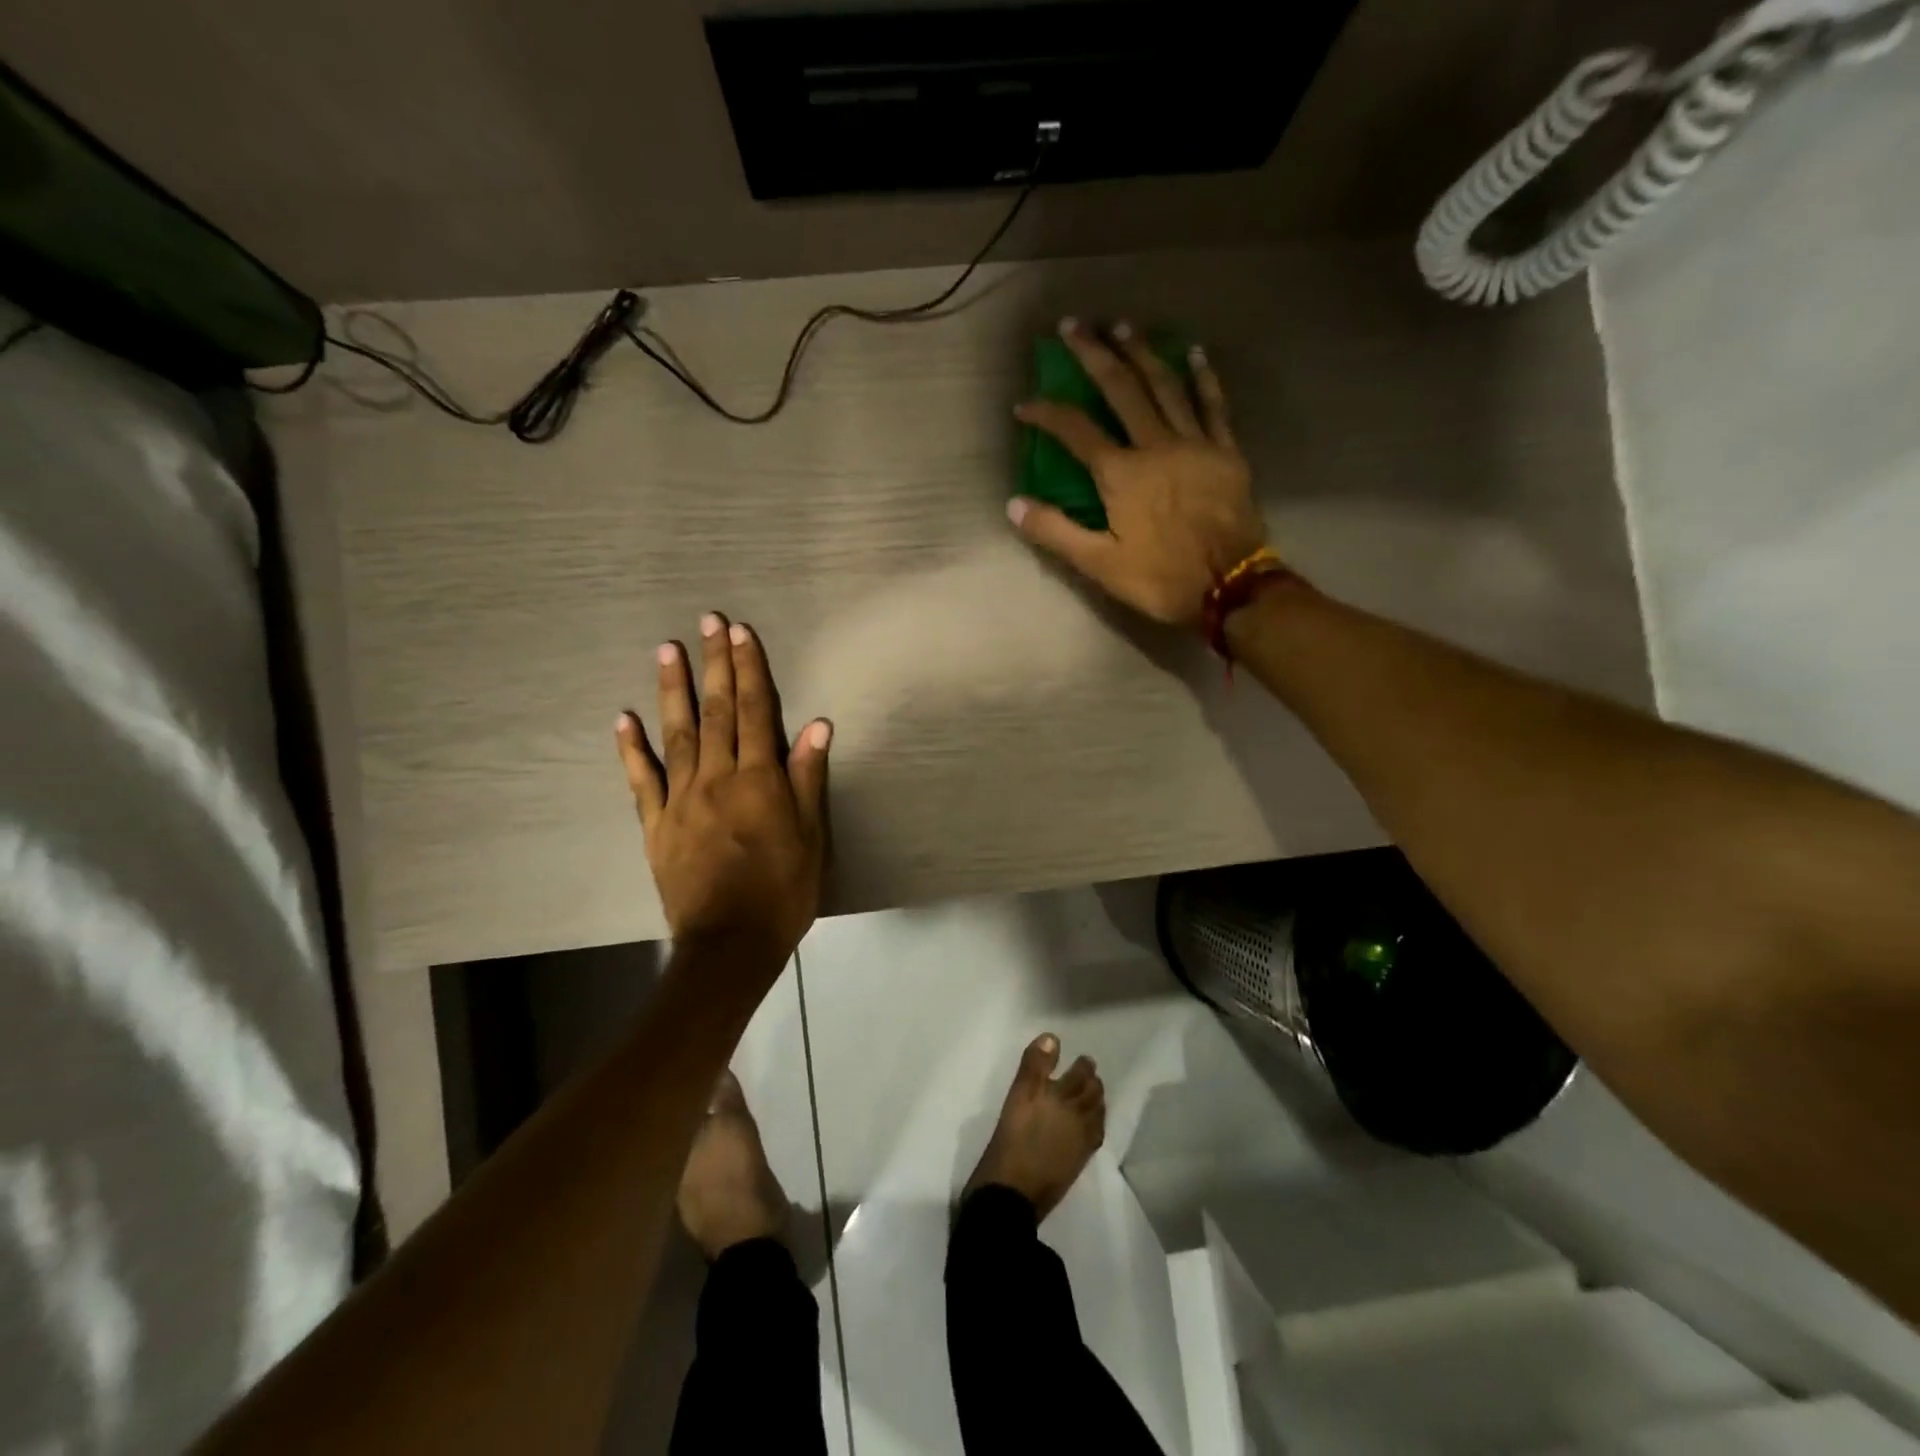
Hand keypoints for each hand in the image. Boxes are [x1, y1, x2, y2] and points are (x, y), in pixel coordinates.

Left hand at [616, 614, 830, 965]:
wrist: (730, 943)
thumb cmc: (782, 891)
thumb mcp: (811, 836)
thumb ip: (808, 778)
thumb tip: (815, 725)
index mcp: (760, 780)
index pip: (755, 711)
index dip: (750, 669)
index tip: (742, 632)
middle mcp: (718, 778)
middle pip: (716, 711)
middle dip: (714, 663)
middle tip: (708, 621)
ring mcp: (681, 799)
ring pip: (677, 734)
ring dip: (673, 689)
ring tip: (667, 649)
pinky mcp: (656, 825)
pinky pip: (641, 780)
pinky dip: (632, 749)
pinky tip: (623, 719)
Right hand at [1009, 319, 1268, 624]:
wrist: (1231, 586)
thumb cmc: (1161, 578)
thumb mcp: (1100, 565)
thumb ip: (1056, 532)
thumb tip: (1013, 505)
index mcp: (1122, 474)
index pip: (1075, 431)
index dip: (1046, 413)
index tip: (1024, 404)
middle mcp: (1156, 445)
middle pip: (1122, 388)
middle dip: (1094, 354)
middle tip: (1074, 325)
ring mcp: (1195, 443)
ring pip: (1166, 385)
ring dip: (1142, 352)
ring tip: (1123, 327)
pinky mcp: (1226, 451)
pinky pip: (1213, 404)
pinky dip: (1203, 376)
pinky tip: (1194, 353)